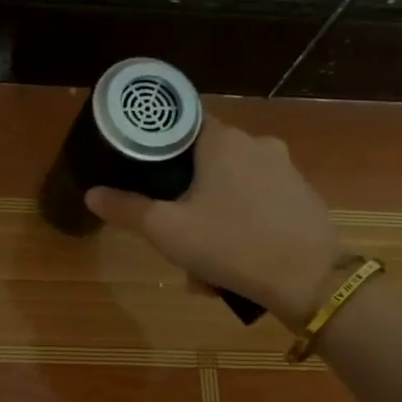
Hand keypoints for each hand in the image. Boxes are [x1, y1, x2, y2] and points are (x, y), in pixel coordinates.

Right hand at [85, 119, 347, 328]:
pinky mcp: (302, 198)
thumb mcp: (165, 229)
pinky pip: (257, 207)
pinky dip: (240, 229)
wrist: (310, 280)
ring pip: (231, 189)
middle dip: (185, 198)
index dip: (158, 142)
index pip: (183, 121)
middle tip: (172, 235)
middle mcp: (257, 145)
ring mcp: (286, 171)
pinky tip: (232, 266)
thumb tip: (92, 193)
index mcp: (222, 141)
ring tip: (202, 267)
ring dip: (211, 221)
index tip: (142, 168)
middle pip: (206, 162)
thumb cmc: (230, 243)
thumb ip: (125, 208)